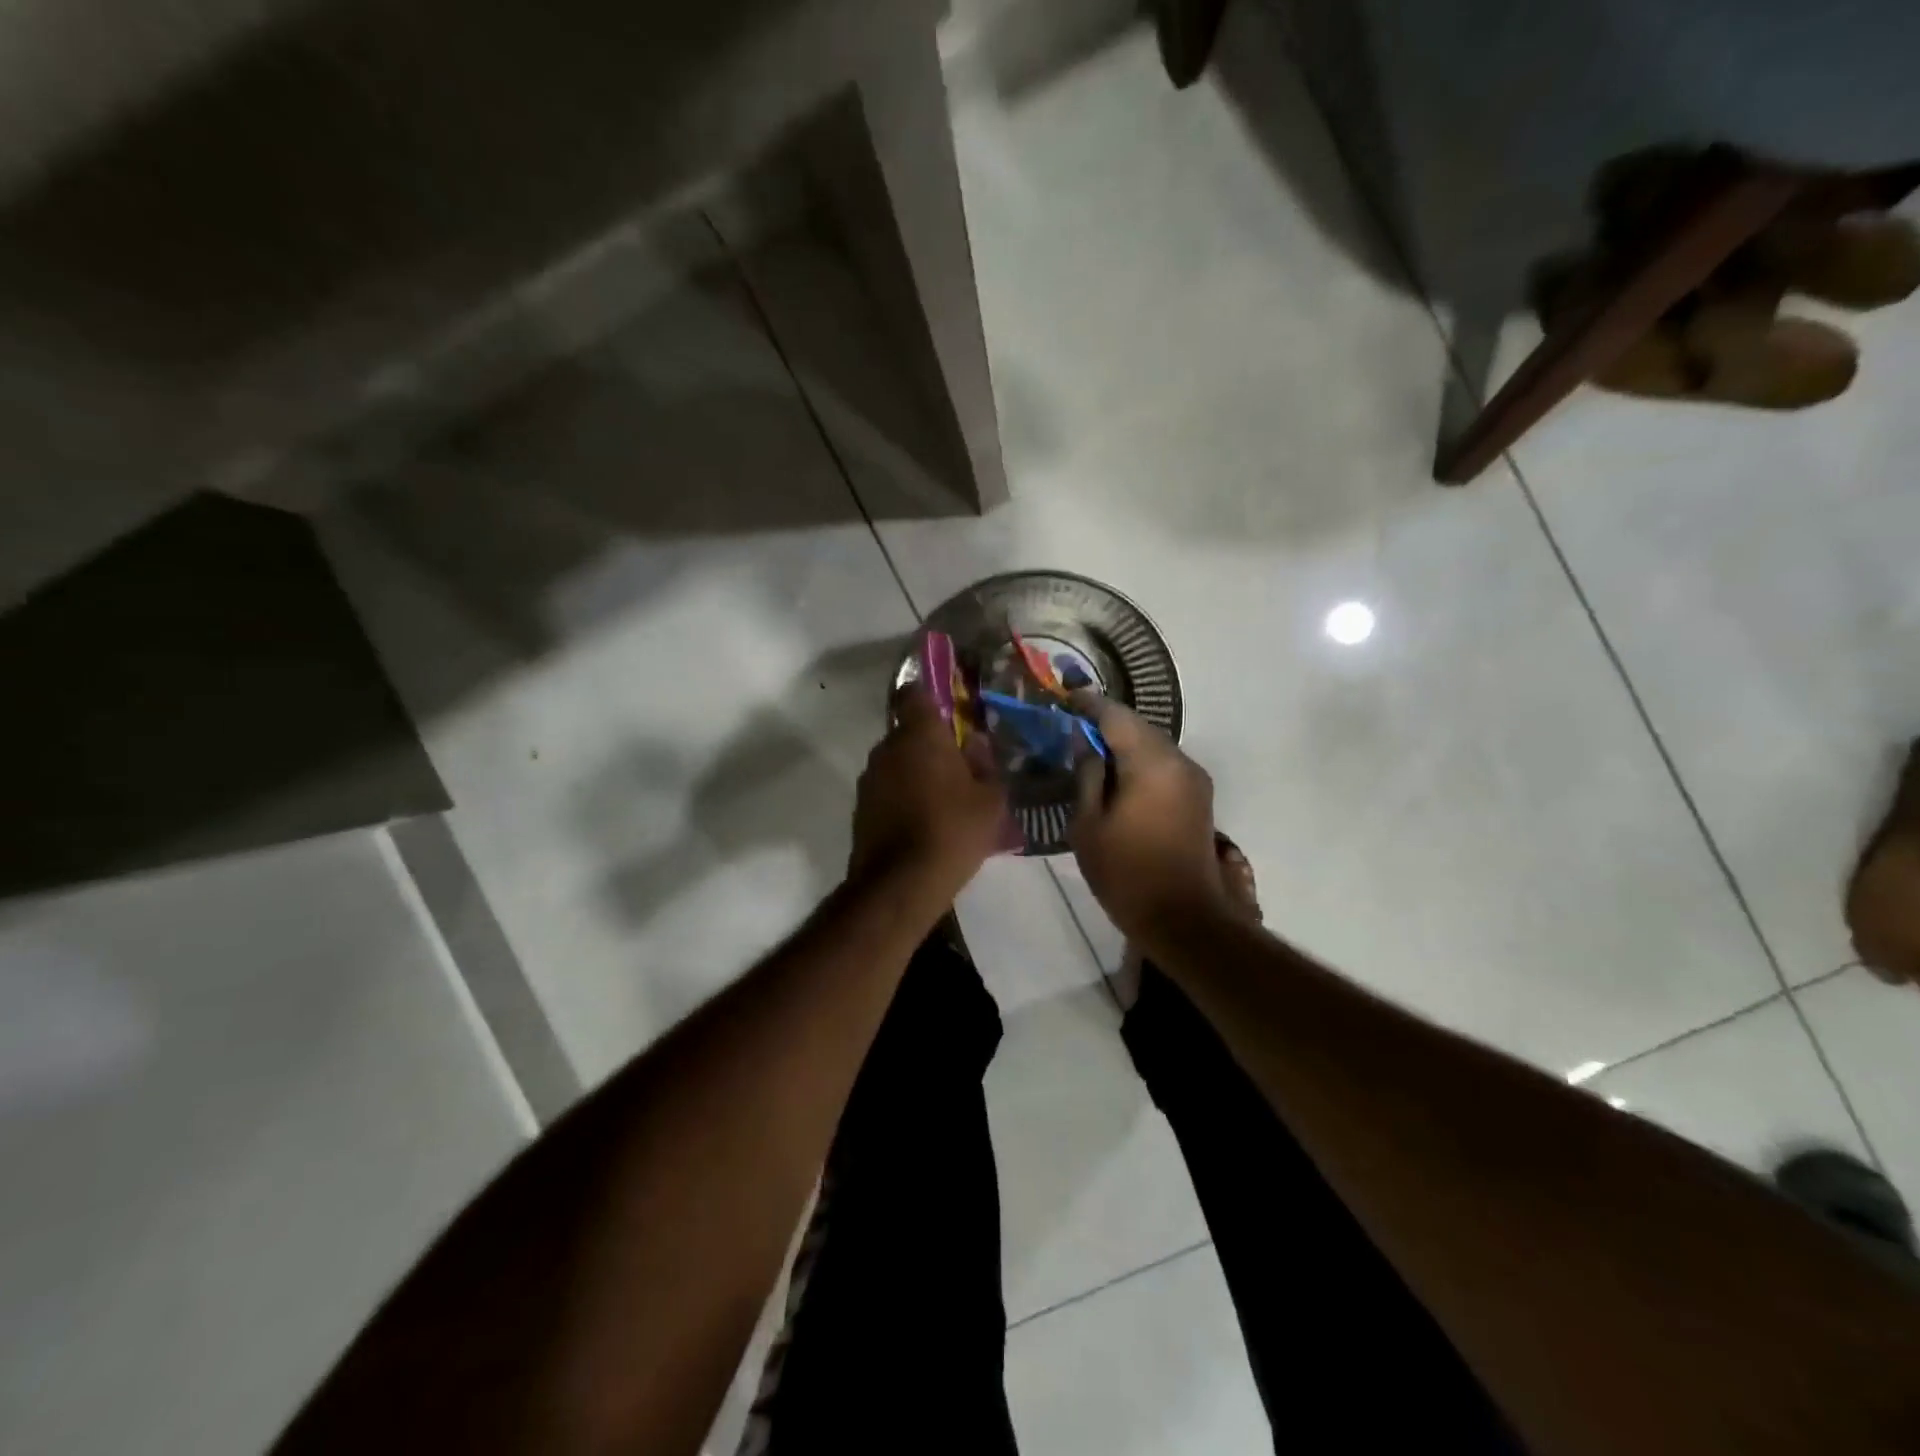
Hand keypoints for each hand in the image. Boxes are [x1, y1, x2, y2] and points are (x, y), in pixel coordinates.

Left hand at [849, 684, 1008, 895]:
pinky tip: (923, 823)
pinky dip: (902, 797)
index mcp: (920, 734)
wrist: (900, 883)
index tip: (950, 713)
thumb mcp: (990, 799)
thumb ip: (986, 764)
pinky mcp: (860, 808)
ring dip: (916, 773)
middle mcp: (888, 747)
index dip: (931, 697)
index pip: (916, 693)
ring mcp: (869, 778)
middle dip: (931, 744)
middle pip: (909, 732)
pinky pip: (887, 790)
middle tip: (959, 767)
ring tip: (943, 800)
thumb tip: (975, 744)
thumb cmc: (953, 830)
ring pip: (897, 763)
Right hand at [1068, 693, 1227, 946]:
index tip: (1065, 698)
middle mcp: (1179, 760)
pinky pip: (1164, 765)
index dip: (1088, 704)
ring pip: (1153, 745)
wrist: (1184, 918)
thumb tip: (1086, 744)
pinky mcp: (1199, 797)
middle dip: (1106, 723)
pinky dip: (1139, 762)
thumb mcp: (1088, 824)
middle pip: (1138, 726)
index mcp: (1151, 762)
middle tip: (1073, 727)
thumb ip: (1087, 776)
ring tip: (1091, 752)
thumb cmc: (1127, 873)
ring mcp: (1194, 779)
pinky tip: (1118, 777)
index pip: (1115, 715)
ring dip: (1124, 743)